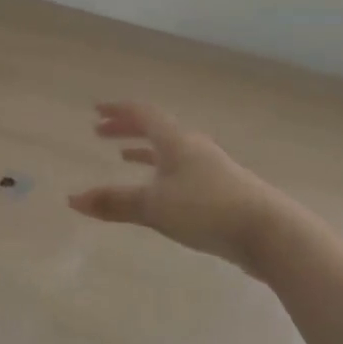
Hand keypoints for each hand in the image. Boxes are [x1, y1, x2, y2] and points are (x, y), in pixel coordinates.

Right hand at [68, 103, 287, 271]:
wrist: (269, 232)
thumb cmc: (206, 209)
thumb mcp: (154, 206)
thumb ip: (115, 202)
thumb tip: (73, 199)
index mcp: (176, 141)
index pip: (142, 114)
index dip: (118, 111)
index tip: (96, 110)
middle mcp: (193, 148)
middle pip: (156, 130)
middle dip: (126, 130)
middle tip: (100, 132)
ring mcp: (211, 169)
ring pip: (170, 152)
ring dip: (144, 152)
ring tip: (125, 158)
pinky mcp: (222, 192)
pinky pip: (182, 172)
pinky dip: (162, 174)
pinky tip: (161, 193)